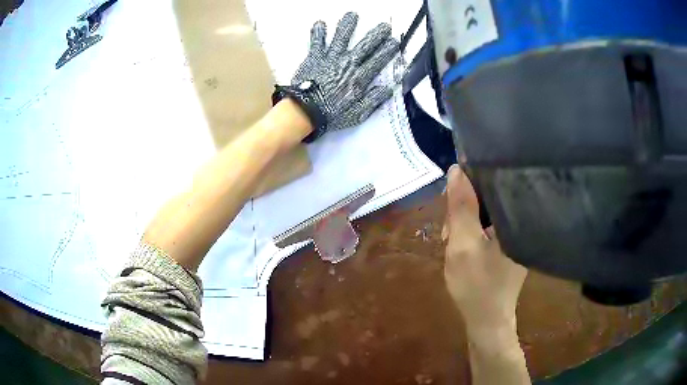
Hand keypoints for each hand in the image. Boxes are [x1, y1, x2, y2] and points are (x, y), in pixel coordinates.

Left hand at [292, 12, 398, 131]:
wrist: (304, 111)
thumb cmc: (331, 114)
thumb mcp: (357, 113)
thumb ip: (373, 100)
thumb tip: (388, 89)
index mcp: (359, 78)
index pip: (378, 60)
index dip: (387, 50)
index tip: (395, 41)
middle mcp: (347, 64)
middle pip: (364, 46)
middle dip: (376, 35)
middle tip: (384, 25)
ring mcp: (330, 58)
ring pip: (341, 38)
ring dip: (347, 26)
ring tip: (352, 14)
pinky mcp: (314, 58)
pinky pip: (317, 42)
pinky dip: (318, 33)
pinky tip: (320, 23)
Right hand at [442, 165, 527, 335]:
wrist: (488, 320)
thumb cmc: (477, 284)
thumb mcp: (463, 243)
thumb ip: (461, 206)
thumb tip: (456, 169)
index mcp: (516, 214)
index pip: (495, 179)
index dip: (469, 181)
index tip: (450, 196)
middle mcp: (522, 219)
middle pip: (490, 196)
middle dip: (464, 208)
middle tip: (448, 230)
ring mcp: (518, 232)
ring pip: (487, 211)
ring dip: (466, 220)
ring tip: (451, 240)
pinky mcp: (511, 242)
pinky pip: (490, 224)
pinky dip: (474, 230)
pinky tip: (463, 243)